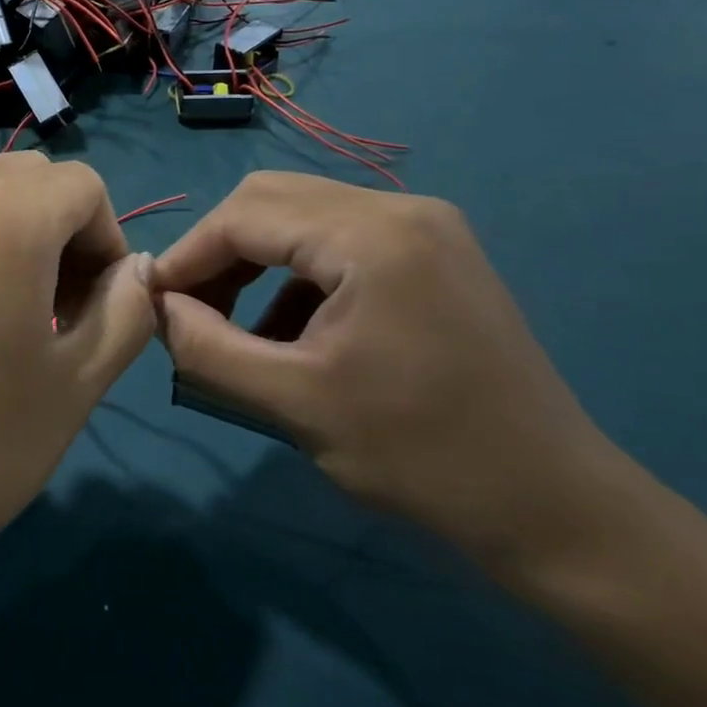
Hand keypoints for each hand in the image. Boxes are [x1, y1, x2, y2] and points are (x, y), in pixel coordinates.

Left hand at [0, 153, 155, 595]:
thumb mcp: (74, 386)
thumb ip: (125, 313)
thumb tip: (134, 271)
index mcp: (5, 215)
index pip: (83, 185)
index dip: (107, 241)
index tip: (95, 309)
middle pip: (26, 178)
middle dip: (58, 229)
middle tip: (53, 311)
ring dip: (4, 238)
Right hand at [154, 172, 623, 569]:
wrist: (553, 508)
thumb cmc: (421, 458)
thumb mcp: (293, 405)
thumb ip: (207, 348)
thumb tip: (158, 307)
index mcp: (372, 236)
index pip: (244, 215)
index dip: (187, 255)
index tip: (153, 303)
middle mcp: (400, 208)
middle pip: (271, 199)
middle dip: (217, 251)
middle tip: (190, 310)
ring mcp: (424, 226)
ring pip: (302, 215)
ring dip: (253, 260)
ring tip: (230, 323)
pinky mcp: (434, 252)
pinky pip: (339, 240)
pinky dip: (295, 274)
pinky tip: (287, 331)